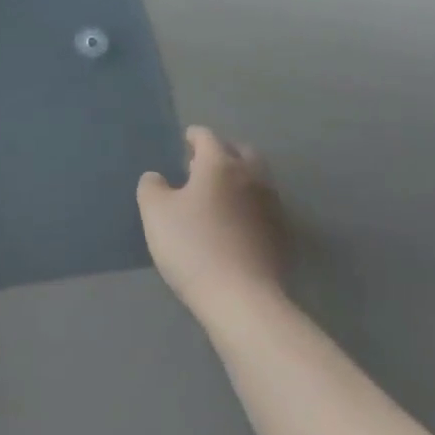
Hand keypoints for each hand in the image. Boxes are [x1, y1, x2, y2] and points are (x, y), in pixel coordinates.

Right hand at [137, 126, 289, 326]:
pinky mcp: (282, 235)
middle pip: (240, 152)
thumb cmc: (193, 246)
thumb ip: (152, 186)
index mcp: (220, 164)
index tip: (185, 141)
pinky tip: (234, 223)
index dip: (193, 136)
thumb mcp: (155, 212)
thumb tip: (158, 178)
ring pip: (256, 179)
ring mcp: (271, 206)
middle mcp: (251, 177)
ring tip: (218, 194)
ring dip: (238, 179)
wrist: (242, 299)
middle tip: (202, 165)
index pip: (207, 137)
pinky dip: (248, 205)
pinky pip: (263, 207)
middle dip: (223, 152)